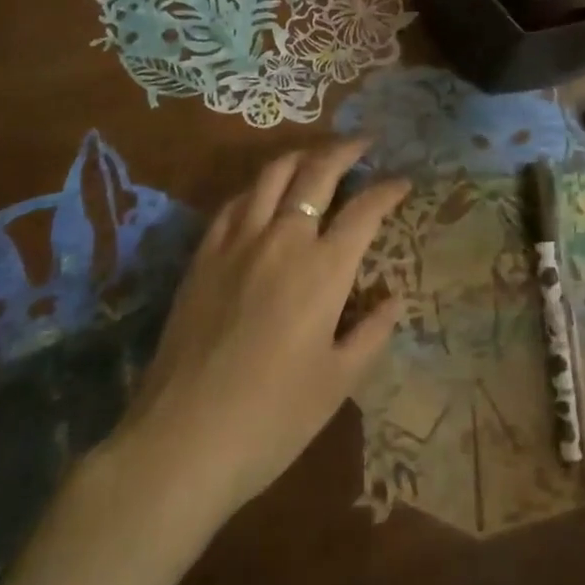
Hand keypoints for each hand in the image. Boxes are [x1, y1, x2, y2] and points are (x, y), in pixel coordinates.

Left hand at [3, 141, 408, 584]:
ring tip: (315, 156)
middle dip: (345, 150)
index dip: (387, 190)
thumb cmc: (271, 420)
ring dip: (301, 156)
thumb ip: (371, 334)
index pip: (364, 210)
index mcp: (323, 270)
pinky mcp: (204, 254)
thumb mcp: (337, 384)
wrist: (182, 442)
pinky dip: (258, 186)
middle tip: (362, 143)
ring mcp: (239, 241)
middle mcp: (284, 239)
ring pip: (273, 174)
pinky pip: (235, 201)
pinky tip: (263, 194)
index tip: (402, 181)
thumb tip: (393, 297)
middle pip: (318, 172)